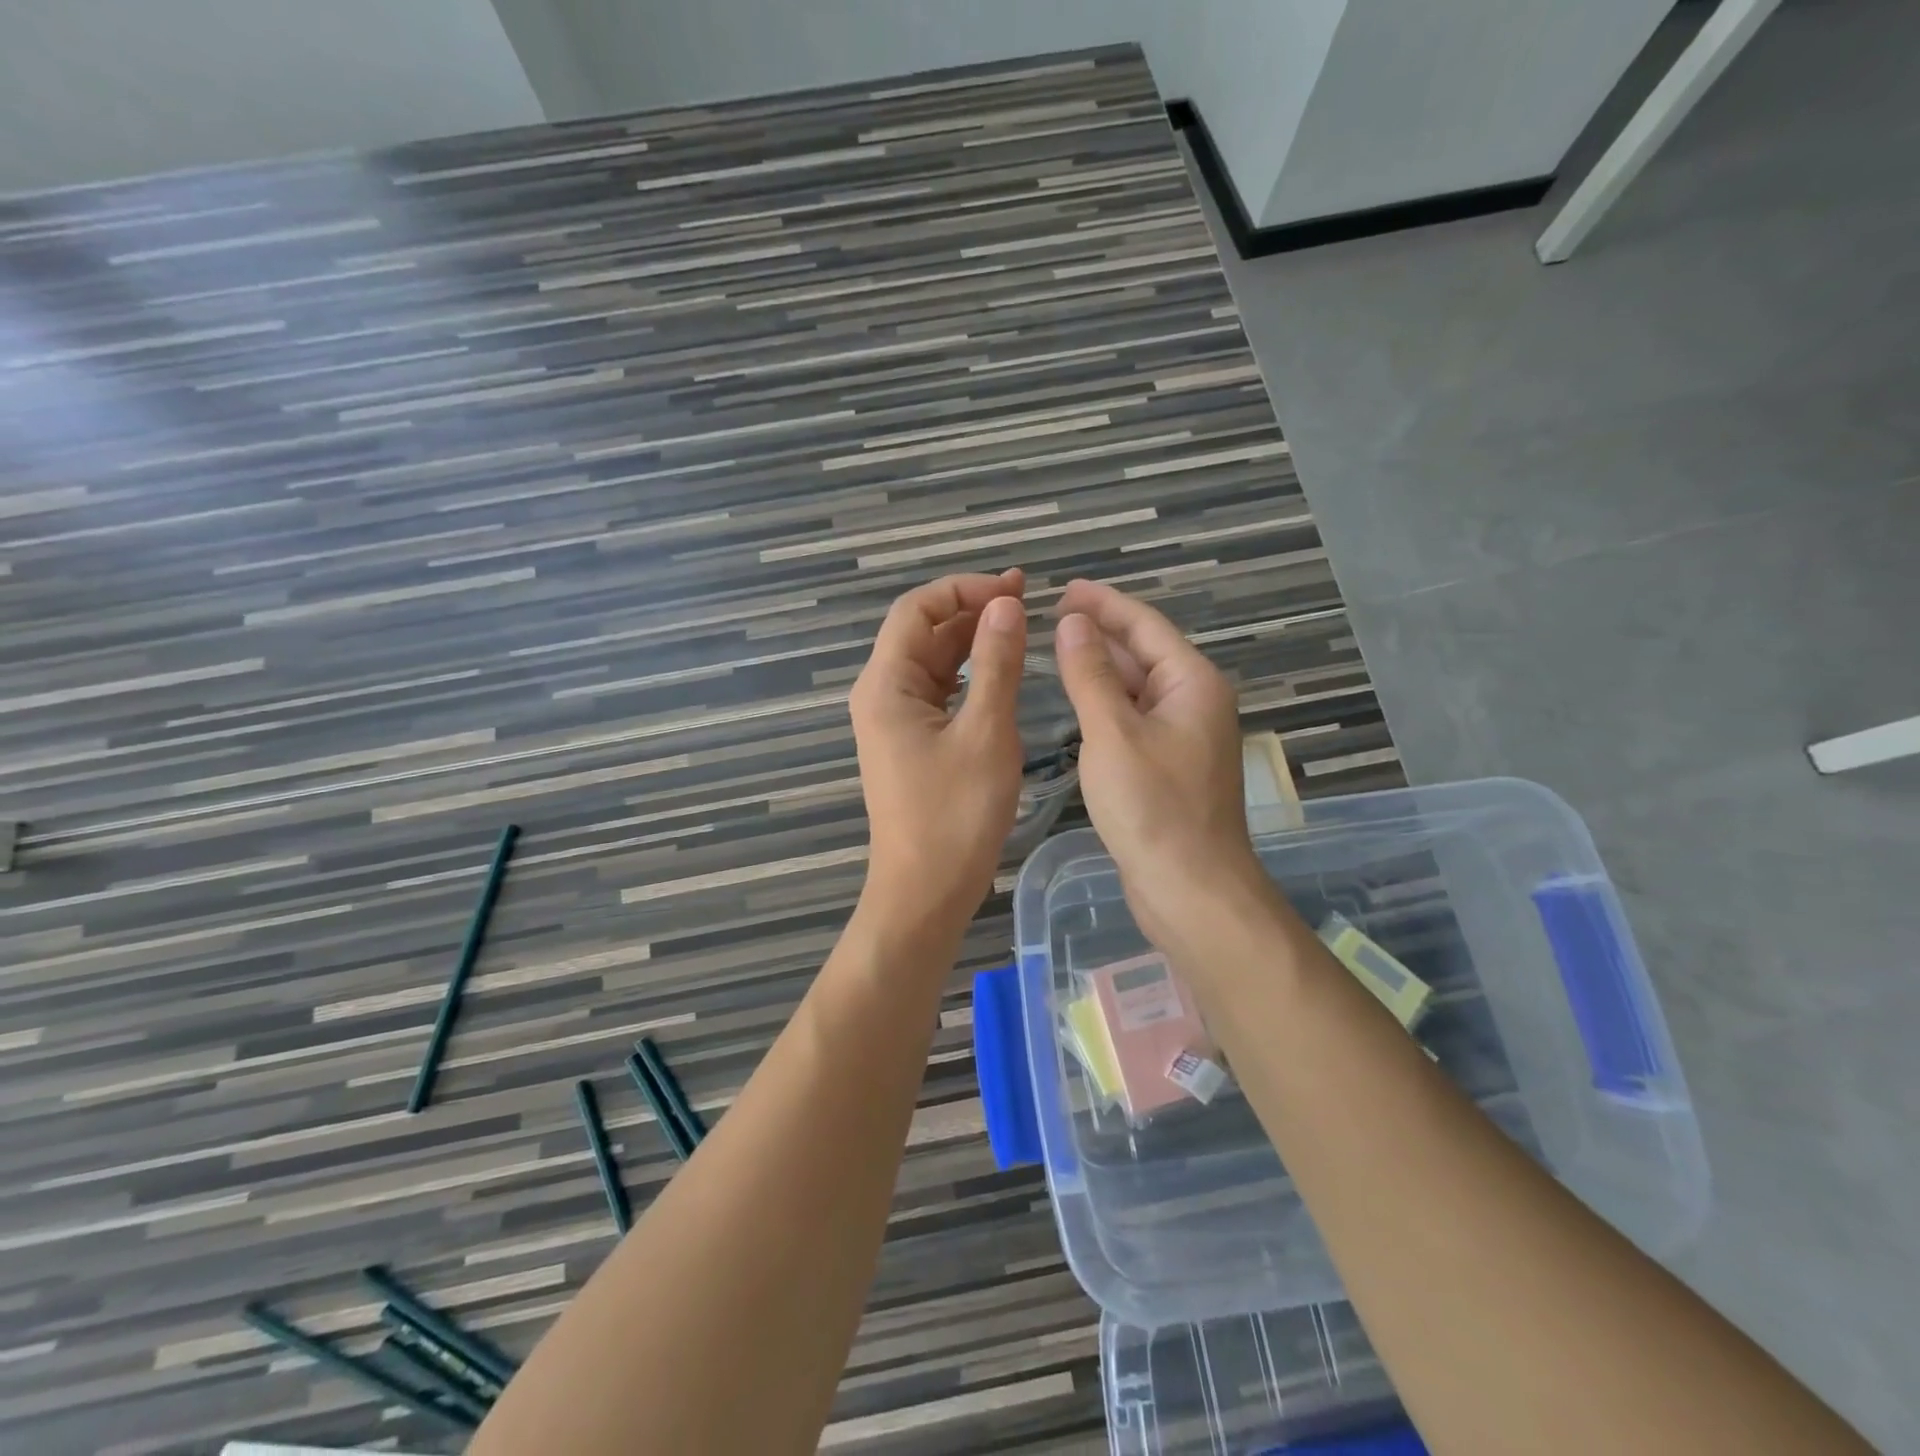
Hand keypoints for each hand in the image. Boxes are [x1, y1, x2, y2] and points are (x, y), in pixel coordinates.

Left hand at [850, 570, 1027, 936]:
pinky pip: (937, 694)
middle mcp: (881, 695)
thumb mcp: (987, 733)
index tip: (1016, 588)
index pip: (917, 610)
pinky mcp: (909, 744)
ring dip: (972, 643)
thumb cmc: (955, 815)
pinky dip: (968, 677)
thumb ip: (997, 663)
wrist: (924, 892)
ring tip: (1021, 630)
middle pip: (922, 633)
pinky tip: (1001, 674)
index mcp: (886, 685)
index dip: (964, 589)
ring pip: (932, 664)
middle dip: (971, 611)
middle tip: (1028, 602)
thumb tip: (1006, 604)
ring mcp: (892, 722)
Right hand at [1052, 579, 1265, 949]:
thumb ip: (1089, 674)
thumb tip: (1072, 622)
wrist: (1191, 890)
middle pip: (1144, 653)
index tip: (1063, 589)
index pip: (1145, 625)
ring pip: (1138, 689)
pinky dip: (1106, 705)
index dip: (1103, 603)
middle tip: (1051, 616)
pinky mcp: (1169, 767)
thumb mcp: (1112, 734)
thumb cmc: (1153, 808)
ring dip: (1102, 669)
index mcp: (1192, 683)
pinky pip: (1134, 719)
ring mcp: (1184, 737)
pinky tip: (1078, 704)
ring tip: (1057, 650)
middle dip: (1101, 632)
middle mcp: (1195, 703)